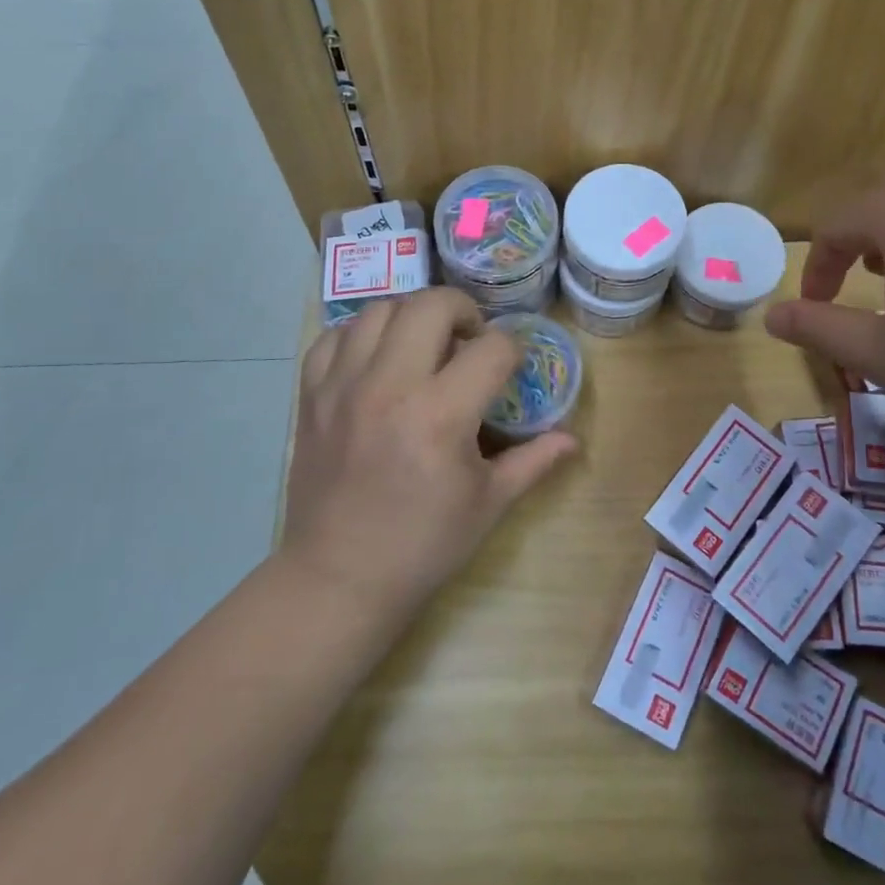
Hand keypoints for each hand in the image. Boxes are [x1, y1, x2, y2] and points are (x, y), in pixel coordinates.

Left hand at [282, 289, 577, 620]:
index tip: (510, 367)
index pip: (491, 348)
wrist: (338, 579)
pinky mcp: (311, 396)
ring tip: (424, 344)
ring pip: (381, 309)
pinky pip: (334, 336)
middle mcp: (389, 387)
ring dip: (413, 316)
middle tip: (469, 338)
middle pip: (431, 305)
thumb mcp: (489, 505)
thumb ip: (534, 461)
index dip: (511, 350)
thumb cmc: (423, 544)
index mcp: (440, 416)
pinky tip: (377, 359)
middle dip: (463, 310)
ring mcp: (342, 387)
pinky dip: (361, 335)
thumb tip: (573, 438)